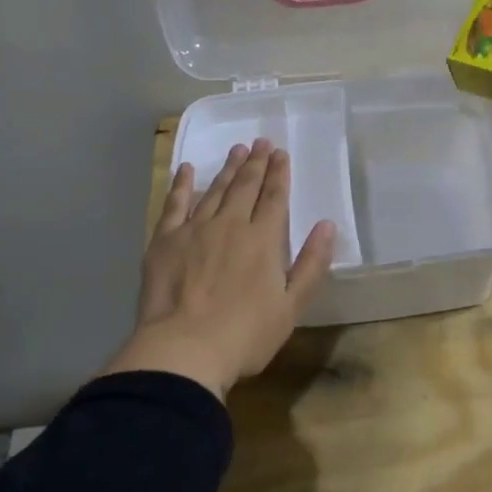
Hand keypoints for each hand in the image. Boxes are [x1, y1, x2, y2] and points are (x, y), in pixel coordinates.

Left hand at [102, 138, 335, 401]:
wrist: (183, 350)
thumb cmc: (244, 335)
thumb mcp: (291, 307)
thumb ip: (312, 264)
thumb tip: (327, 225)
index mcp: (263, 240)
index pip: (275, 198)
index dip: (279, 174)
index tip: (281, 154)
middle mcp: (231, 224)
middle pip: (246, 186)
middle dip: (256, 163)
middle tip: (261, 142)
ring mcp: (195, 229)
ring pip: (215, 190)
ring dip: (227, 168)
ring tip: (237, 150)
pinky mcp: (165, 240)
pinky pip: (174, 203)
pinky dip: (182, 184)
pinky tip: (186, 170)